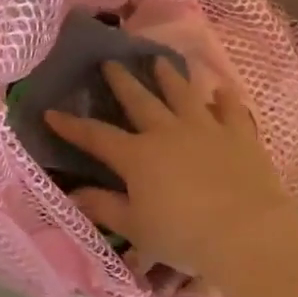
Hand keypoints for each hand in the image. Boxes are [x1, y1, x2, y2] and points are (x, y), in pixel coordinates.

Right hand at [46, 60, 293, 279]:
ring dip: (170, 76)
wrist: (246, 231)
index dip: (72, 126)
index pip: (96, 136)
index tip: (51, 112)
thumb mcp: (136, 228)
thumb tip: (73, 193)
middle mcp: (168, 132)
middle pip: (140, 100)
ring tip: (159, 61)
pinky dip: (224, 98)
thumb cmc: (183, 235)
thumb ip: (104, 207)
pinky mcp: (239, 134)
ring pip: (183, 94)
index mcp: (137, 156)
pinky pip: (230, 108)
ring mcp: (206, 128)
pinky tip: (220, 90)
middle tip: (110, 61)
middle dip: (122, 81)